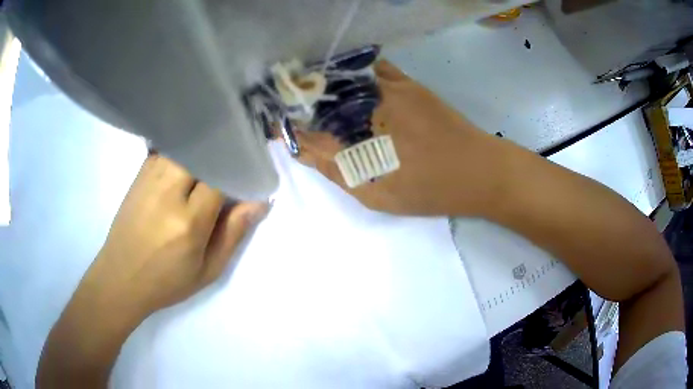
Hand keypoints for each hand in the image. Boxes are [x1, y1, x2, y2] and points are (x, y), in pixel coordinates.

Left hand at [81, 155, 268, 319]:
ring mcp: (149, 180)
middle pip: (202, 153)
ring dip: (200, 153)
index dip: (239, 172)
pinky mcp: (139, 176)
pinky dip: (180, 152)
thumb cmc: (167, 282)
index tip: (248, 177)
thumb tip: (259, 202)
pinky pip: (166, 151)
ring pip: (183, 147)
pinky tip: (185, 166)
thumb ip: (234, 233)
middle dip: (220, 157)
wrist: (120, 278)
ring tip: (208, 165)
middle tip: (229, 168)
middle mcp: (168, 193)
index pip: (222, 176)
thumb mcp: (208, 270)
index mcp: (189, 221)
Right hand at [296, 60, 507, 215]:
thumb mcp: (376, 192)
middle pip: (322, 91)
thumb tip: (300, 146)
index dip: (290, 122)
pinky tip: (351, 90)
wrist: (479, 171)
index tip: (278, 127)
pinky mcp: (407, 83)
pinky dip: (355, 76)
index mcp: (357, 126)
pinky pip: (372, 70)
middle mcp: (367, 97)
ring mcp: (390, 85)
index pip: (307, 119)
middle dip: (303, 100)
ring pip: (345, 77)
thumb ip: (334, 168)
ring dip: (327, 86)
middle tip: (295, 114)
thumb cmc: (429, 188)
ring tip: (317, 102)